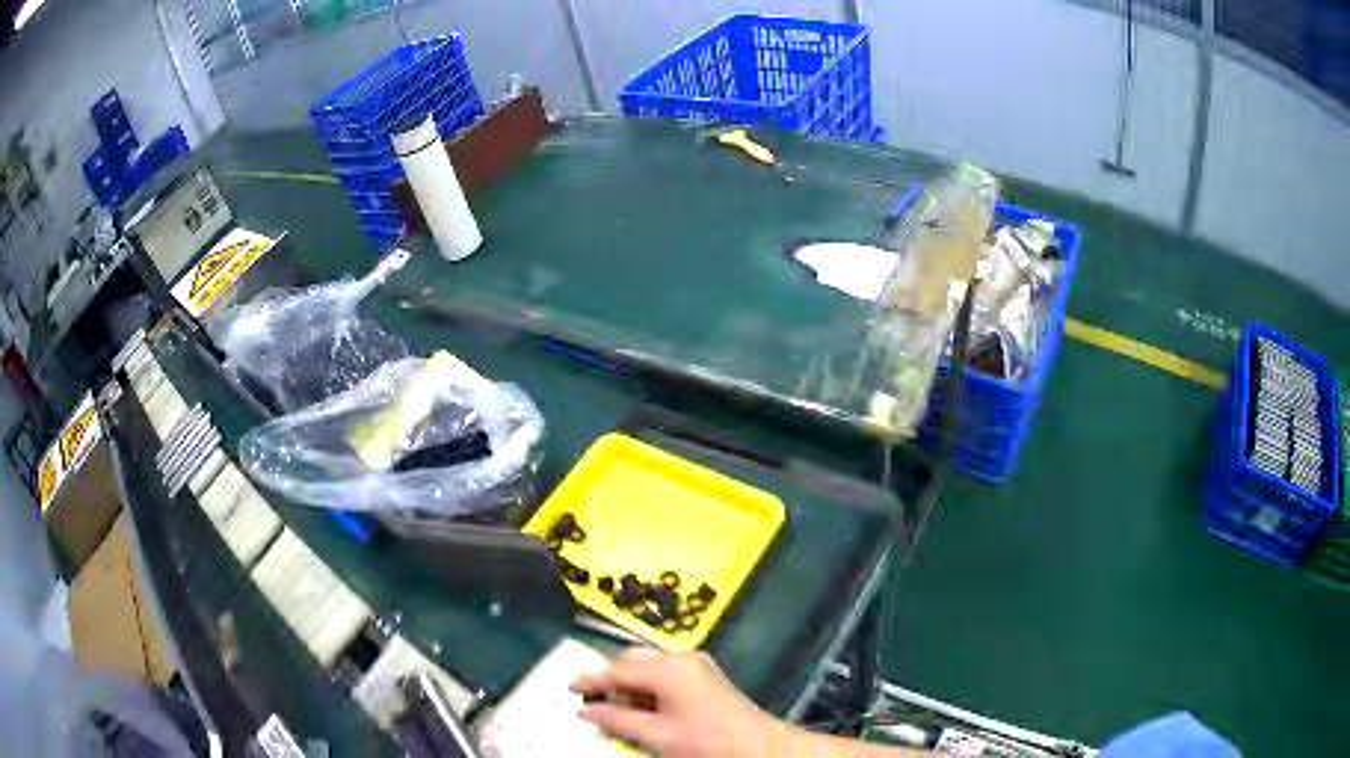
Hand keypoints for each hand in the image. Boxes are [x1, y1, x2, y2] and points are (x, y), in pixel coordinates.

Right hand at [571, 647, 786, 756]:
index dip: (592, 680)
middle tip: (594, 701)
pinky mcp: (705, 676)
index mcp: (668, 668)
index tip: (569, 687)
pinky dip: (649, 688)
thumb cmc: (705, 741)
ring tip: (619, 711)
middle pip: (634, 661)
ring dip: (631, 685)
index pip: (619, 670)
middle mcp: (681, 658)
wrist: (759, 747)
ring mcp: (696, 665)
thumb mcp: (656, 734)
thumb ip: (617, 719)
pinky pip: (666, 674)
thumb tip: (586, 710)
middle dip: (612, 680)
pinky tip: (643, 709)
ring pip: (650, 667)